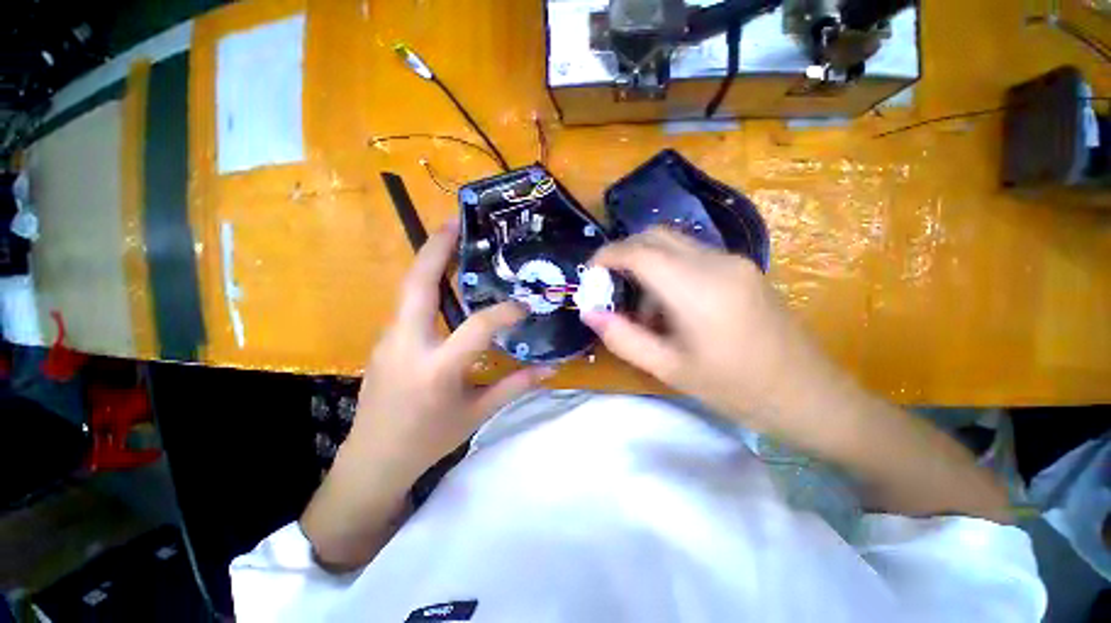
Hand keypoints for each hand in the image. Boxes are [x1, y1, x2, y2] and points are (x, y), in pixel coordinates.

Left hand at [303, 220, 548, 567]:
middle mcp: (407, 345)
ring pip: (409, 290)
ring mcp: (389, 340)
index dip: (505, 312)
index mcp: (436, 369)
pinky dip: (426, 285)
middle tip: (457, 222)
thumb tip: (551, 368)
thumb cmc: (428, 440)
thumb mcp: (477, 413)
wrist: (373, 460)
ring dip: (430, 262)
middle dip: (437, 249)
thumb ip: (515, 385)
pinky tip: (445, 282)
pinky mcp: (384, 341)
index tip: (524, 305)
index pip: (477, 328)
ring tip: (452, 241)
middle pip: (418, 285)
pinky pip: (408, 305)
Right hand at [583, 227, 841, 432]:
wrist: (809, 394)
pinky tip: (671, 307)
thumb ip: (623, 338)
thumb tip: (590, 313)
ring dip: (647, 265)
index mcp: (697, 289)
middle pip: (656, 237)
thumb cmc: (737, 389)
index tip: (590, 272)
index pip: (640, 252)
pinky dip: (668, 271)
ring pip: (673, 244)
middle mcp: (716, 263)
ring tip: (643, 311)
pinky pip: (692, 256)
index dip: (608, 255)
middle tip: (609, 287)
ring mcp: (733, 262)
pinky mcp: (742, 268)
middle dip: (624, 254)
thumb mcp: (669, 369)